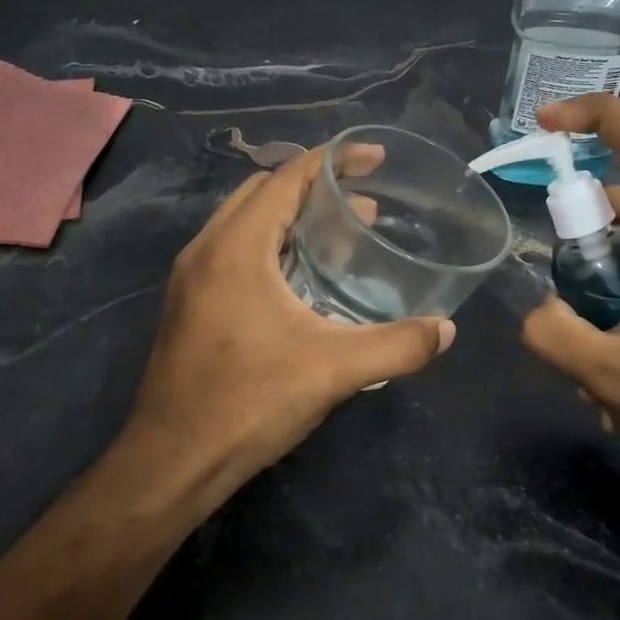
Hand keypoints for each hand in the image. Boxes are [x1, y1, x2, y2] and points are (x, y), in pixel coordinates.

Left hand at [120, 143, 455, 512]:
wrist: (173, 460)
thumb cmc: (250, 402)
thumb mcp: (334, 370)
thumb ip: (398, 346)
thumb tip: (446, 330)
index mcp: (236, 247)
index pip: (286, 178)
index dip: (333, 160)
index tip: (374, 158)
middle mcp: (206, 250)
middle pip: (263, 193)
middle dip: (315, 188)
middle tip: (365, 207)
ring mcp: (191, 279)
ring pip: (245, 223)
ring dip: (291, 218)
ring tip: (341, 238)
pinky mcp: (189, 305)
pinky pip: (234, 251)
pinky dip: (272, 245)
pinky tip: (303, 281)